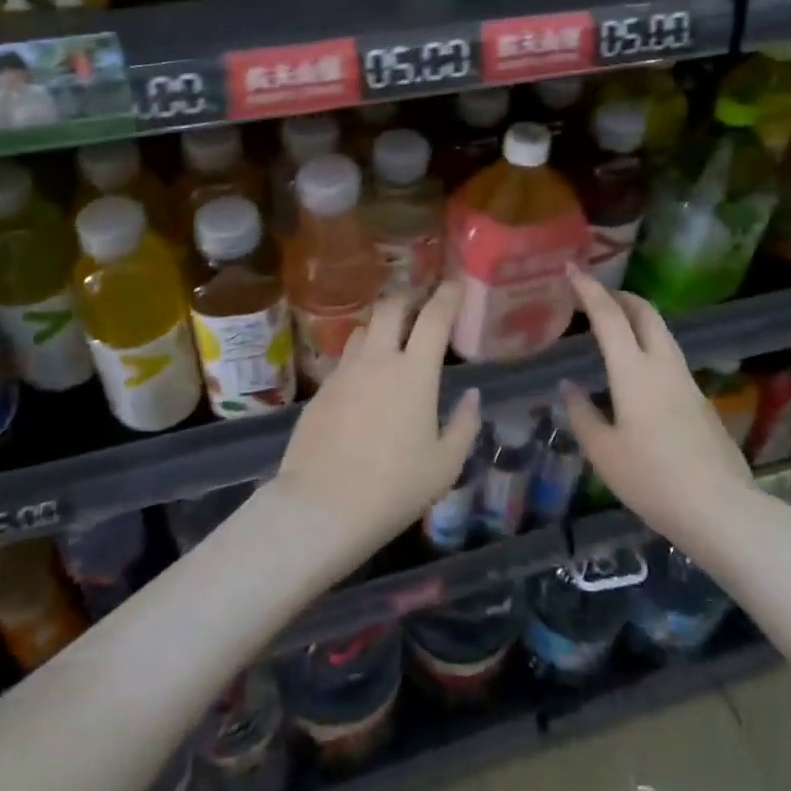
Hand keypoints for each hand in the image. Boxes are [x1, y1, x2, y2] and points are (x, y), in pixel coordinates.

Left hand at [270, 282, 480, 571]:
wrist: (321, 507)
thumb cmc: (394, 488)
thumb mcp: (445, 465)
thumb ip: (464, 425)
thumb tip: (470, 395)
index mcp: (414, 372)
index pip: (434, 317)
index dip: (447, 295)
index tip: (455, 283)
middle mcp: (377, 360)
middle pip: (390, 307)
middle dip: (408, 298)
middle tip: (420, 306)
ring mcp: (344, 372)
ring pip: (363, 329)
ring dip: (381, 326)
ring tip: (391, 341)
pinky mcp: (320, 390)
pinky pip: (344, 359)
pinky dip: (360, 357)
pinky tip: (364, 381)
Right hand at [561, 266, 759, 567]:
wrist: (722, 510)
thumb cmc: (653, 479)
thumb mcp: (604, 453)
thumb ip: (582, 414)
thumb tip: (568, 387)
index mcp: (633, 372)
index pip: (608, 316)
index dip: (589, 290)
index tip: (573, 269)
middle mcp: (663, 366)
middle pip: (646, 313)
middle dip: (621, 295)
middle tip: (598, 295)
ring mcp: (687, 382)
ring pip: (663, 334)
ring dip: (638, 320)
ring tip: (615, 328)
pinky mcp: (701, 402)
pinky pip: (670, 359)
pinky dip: (650, 347)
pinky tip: (638, 376)